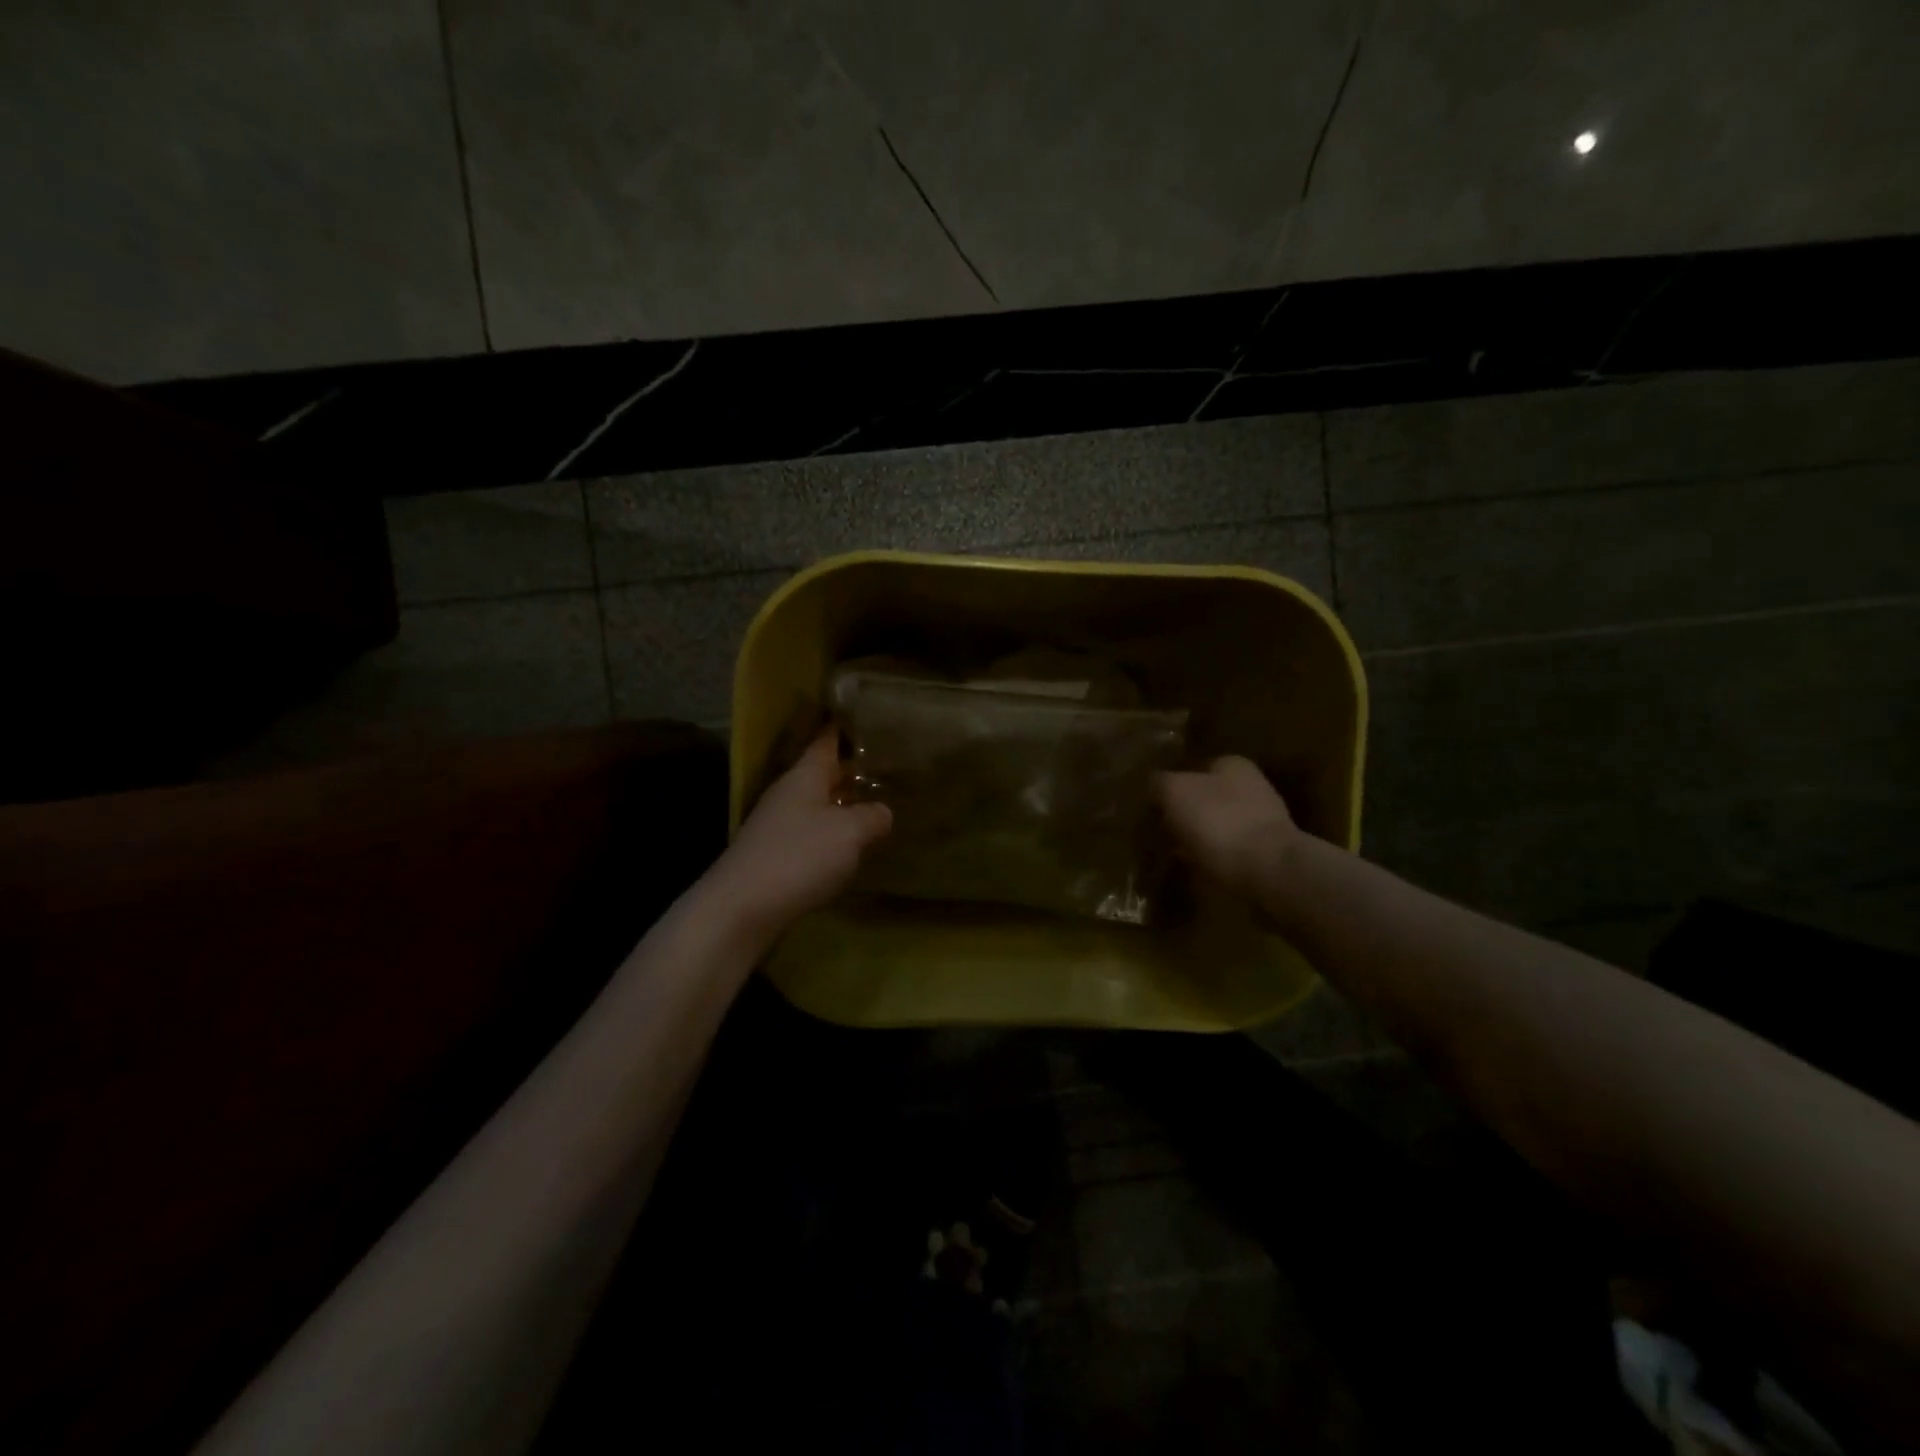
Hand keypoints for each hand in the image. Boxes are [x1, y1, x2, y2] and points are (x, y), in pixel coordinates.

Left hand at [711, 730, 891, 939]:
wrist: (742, 909)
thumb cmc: (799, 857)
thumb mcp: (849, 832)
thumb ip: (872, 816)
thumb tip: (883, 811)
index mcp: (804, 776)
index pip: (826, 740)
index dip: (845, 727)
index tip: (867, 715)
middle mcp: (788, 794)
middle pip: (822, 774)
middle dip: (851, 769)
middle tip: (889, 765)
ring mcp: (778, 826)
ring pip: (817, 805)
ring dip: (842, 804)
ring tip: (877, 805)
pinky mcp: (775, 856)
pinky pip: (811, 834)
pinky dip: (832, 834)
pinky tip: (850, 847)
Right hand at [1154, 755, 1300, 899]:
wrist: (1267, 869)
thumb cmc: (1218, 821)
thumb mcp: (1174, 792)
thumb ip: (1159, 783)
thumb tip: (1153, 784)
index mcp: (1233, 764)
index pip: (1198, 767)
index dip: (1174, 784)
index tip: (1156, 804)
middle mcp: (1253, 787)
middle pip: (1209, 796)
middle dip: (1188, 811)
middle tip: (1162, 829)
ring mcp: (1264, 822)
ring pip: (1220, 824)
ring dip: (1200, 836)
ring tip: (1175, 852)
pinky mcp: (1267, 854)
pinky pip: (1230, 851)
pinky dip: (1214, 857)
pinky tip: (1197, 868)